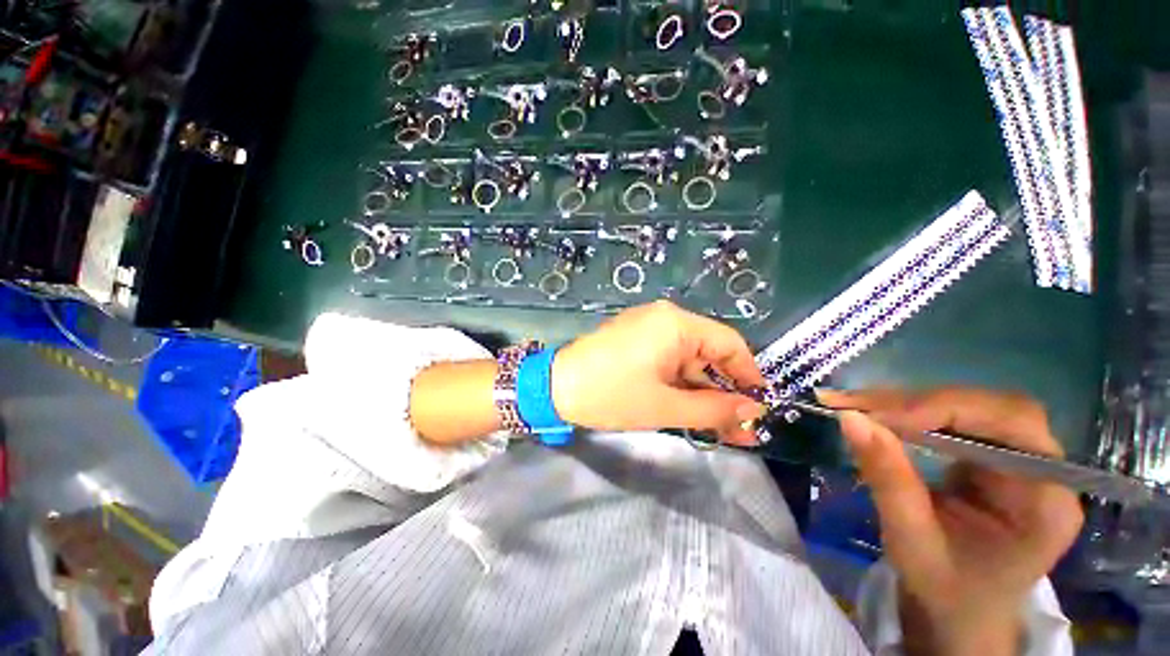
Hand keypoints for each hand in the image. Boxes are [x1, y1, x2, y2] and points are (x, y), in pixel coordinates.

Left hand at [552, 300, 765, 443]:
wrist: (554, 387)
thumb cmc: (610, 394)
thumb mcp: (665, 406)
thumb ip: (713, 409)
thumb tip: (753, 411)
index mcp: (676, 323)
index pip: (730, 343)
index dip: (748, 375)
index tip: (760, 406)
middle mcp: (665, 318)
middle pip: (709, 352)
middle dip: (724, 389)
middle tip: (740, 427)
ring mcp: (648, 327)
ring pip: (689, 359)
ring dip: (702, 390)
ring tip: (719, 426)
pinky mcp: (636, 339)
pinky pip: (669, 359)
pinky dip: (681, 382)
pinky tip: (690, 407)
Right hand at [820, 388, 1083, 655]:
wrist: (959, 612)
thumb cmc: (945, 591)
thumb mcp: (912, 542)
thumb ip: (888, 479)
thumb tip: (849, 419)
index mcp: (1047, 501)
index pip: (1012, 425)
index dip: (946, 409)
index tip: (877, 414)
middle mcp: (1044, 470)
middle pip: (990, 408)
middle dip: (919, 402)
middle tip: (856, 404)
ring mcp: (1018, 460)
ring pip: (967, 407)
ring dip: (906, 404)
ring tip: (854, 405)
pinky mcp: (990, 455)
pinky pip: (951, 419)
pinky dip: (907, 413)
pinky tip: (875, 415)